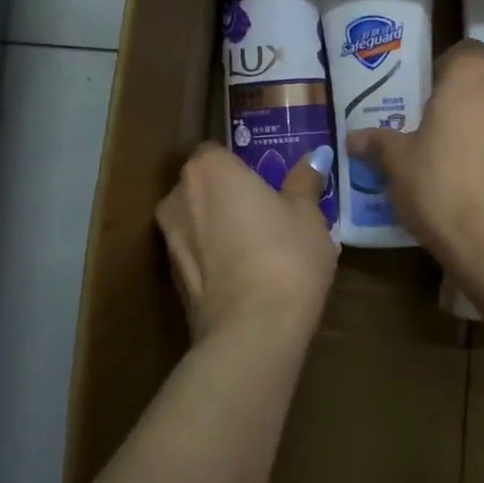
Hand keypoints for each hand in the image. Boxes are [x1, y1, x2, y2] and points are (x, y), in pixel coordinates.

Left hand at [157, 143, 338, 343]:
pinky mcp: (171, 279)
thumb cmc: (285, 255)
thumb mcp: (307, 214)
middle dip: (227, 194)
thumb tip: (315, 157)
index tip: (264, 179)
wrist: (252, 331)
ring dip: (218, 227)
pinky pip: (196, 254)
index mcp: (209, 170)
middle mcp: (177, 198)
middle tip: (266, 211)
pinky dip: (214, 257)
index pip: (215, 151)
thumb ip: (304, 181)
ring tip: (257, 246)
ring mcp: (168, 240)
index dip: (239, 163)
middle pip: (202, 186)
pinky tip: (245, 275)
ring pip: (196, 221)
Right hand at [347, 40, 483, 279]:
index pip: (463, 52)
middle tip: (439, 135)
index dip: (445, 70)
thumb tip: (354, 138)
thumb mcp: (398, 165)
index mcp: (472, 77)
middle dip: (465, 104)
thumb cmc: (442, 187)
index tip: (427, 99)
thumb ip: (378, 144)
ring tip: (464, 166)